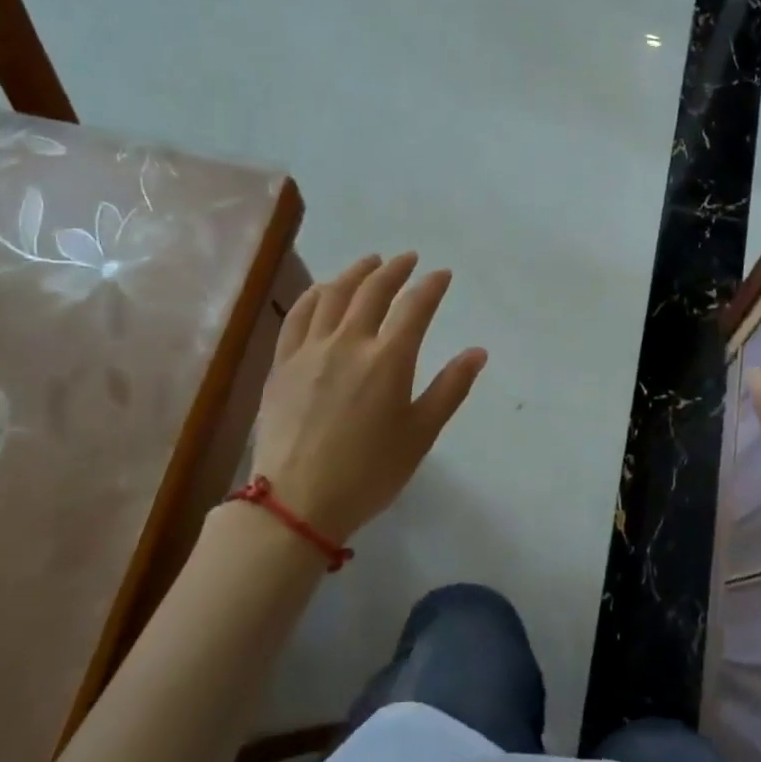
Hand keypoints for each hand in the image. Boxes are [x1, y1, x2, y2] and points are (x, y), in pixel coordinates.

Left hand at [249, 253, 487, 543]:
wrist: (296, 502)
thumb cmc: (368, 473)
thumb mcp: (420, 435)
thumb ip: (450, 388)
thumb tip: (477, 352)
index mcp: (388, 359)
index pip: (415, 307)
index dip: (432, 286)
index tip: (442, 274)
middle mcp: (349, 342)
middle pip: (373, 291)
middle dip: (395, 269)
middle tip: (408, 259)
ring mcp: (310, 349)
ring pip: (333, 295)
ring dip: (355, 273)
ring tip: (369, 262)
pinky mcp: (283, 363)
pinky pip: (298, 315)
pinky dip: (314, 294)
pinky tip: (322, 290)